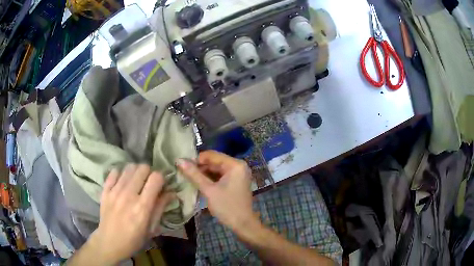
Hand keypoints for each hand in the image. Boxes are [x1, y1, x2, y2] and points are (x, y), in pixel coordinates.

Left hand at [89, 164, 173, 264]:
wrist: (109, 242)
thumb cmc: (134, 239)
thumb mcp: (151, 228)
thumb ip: (160, 208)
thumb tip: (172, 193)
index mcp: (143, 207)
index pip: (156, 178)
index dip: (161, 179)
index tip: (160, 185)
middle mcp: (129, 195)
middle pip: (142, 168)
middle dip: (149, 173)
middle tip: (148, 183)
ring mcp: (115, 191)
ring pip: (129, 167)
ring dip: (135, 172)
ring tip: (135, 182)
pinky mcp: (105, 190)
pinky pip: (114, 171)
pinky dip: (120, 174)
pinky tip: (122, 182)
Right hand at [177, 150, 256, 231]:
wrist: (243, 224)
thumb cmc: (227, 207)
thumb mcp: (209, 190)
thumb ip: (194, 174)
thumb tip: (179, 160)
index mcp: (235, 165)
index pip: (211, 155)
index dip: (196, 160)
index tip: (183, 166)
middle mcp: (238, 166)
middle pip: (214, 161)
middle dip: (199, 167)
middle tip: (184, 173)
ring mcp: (238, 174)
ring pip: (216, 169)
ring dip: (204, 173)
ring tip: (189, 178)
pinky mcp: (236, 182)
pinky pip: (220, 176)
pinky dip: (210, 179)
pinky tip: (199, 183)